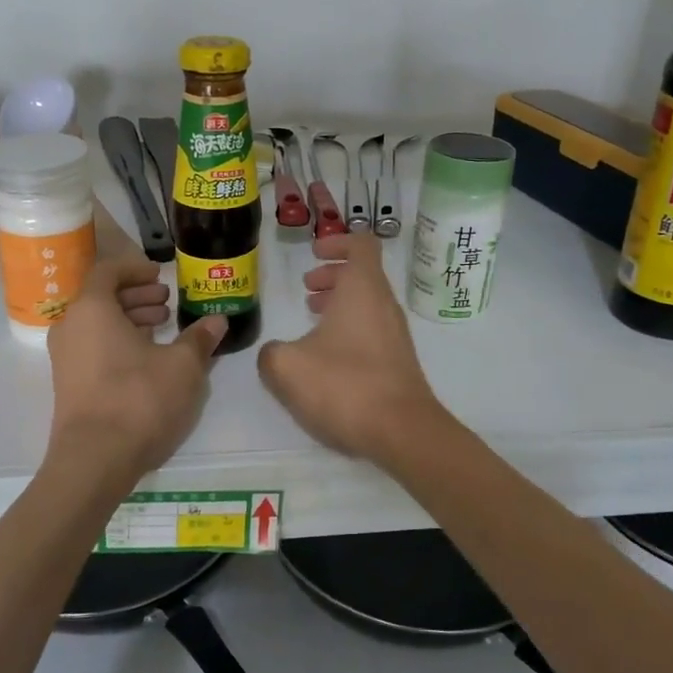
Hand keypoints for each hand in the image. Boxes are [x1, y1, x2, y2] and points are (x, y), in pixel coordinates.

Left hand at [46, 256, 226, 477]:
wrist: (95, 459)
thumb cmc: (139, 398)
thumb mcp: (183, 366)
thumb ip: (199, 338)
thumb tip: (217, 320)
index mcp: (92, 309)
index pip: (108, 271)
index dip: (136, 268)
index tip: (161, 275)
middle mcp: (70, 327)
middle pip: (102, 297)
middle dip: (137, 295)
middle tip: (168, 303)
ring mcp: (65, 358)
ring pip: (98, 324)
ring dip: (130, 320)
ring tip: (163, 329)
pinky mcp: (69, 384)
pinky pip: (93, 347)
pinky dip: (119, 342)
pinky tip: (148, 360)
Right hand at [257, 232, 445, 461]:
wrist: (401, 431)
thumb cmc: (345, 385)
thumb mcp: (287, 367)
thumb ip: (271, 352)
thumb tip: (274, 353)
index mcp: (363, 289)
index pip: (361, 244)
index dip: (337, 241)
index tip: (313, 253)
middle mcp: (384, 305)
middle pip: (363, 274)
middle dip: (333, 275)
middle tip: (307, 288)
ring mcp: (395, 334)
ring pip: (367, 304)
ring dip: (339, 304)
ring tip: (311, 321)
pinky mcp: (398, 361)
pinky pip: (372, 330)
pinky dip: (349, 329)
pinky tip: (326, 358)